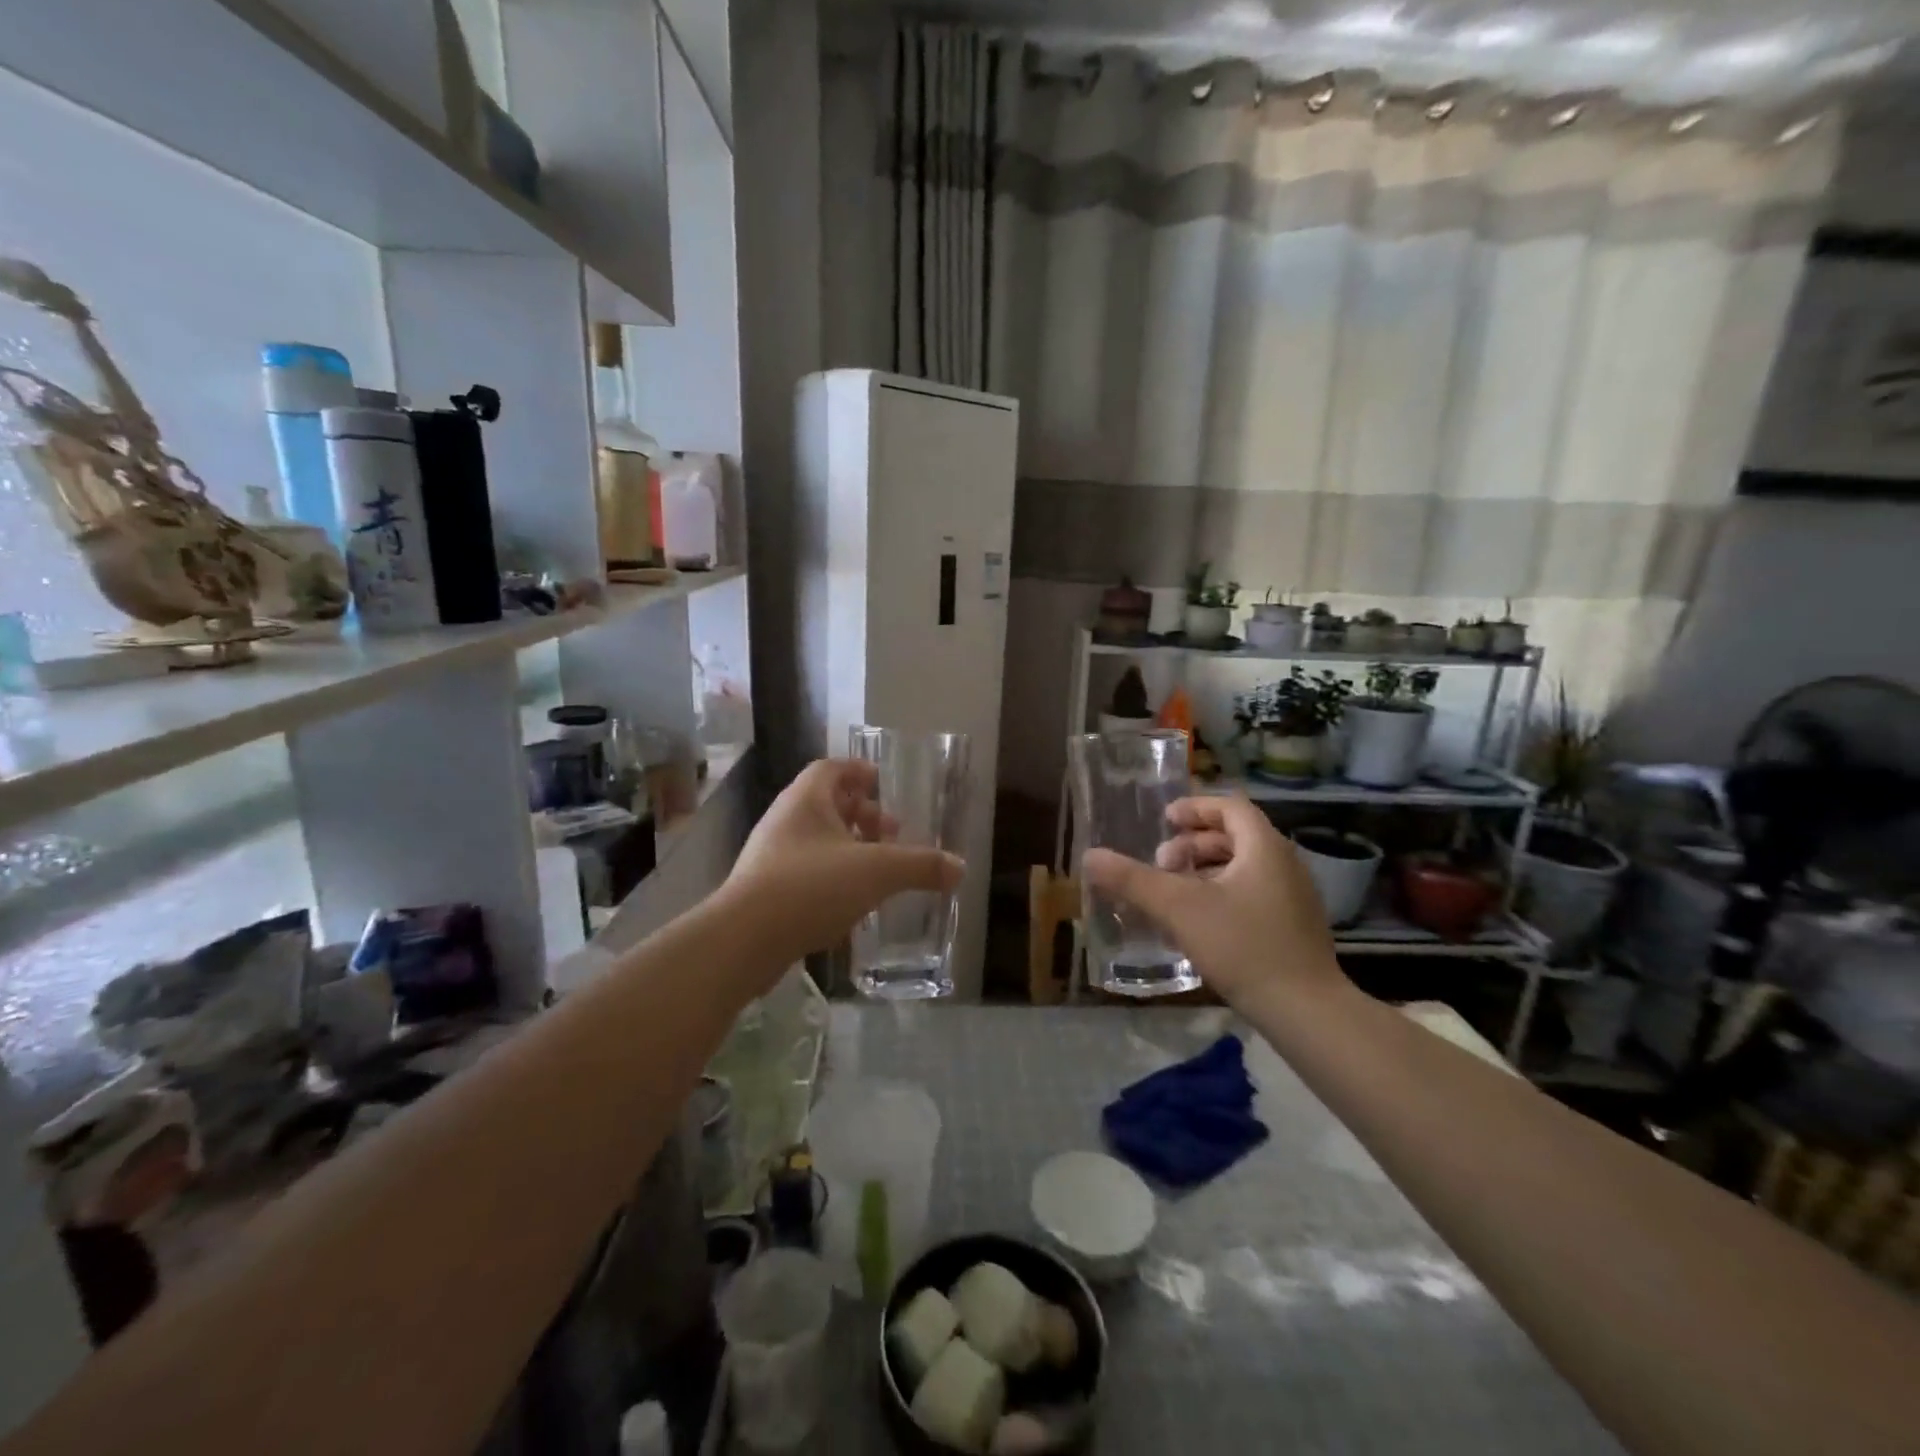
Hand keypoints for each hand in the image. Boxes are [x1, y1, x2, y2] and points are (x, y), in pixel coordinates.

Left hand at [718, 759, 963, 970]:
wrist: (744, 939)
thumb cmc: (812, 886)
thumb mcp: (878, 871)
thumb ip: (921, 866)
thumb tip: (960, 867)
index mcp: (806, 800)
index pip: (831, 768)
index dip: (857, 771)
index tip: (881, 781)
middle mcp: (784, 820)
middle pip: (825, 804)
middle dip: (861, 814)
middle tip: (891, 832)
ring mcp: (769, 856)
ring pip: (815, 839)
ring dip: (847, 847)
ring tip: (876, 869)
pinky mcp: (763, 890)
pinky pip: (803, 870)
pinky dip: (830, 876)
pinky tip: (850, 902)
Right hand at [1081, 795, 1346, 1011]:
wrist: (1306, 1011)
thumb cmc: (1242, 946)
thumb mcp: (1179, 908)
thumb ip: (1133, 880)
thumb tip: (1090, 856)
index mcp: (1264, 848)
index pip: (1230, 807)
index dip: (1195, 808)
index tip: (1165, 821)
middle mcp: (1285, 864)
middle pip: (1236, 836)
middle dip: (1193, 844)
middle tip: (1162, 864)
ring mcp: (1294, 897)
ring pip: (1244, 868)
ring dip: (1206, 871)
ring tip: (1175, 894)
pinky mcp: (1295, 928)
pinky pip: (1253, 894)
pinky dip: (1222, 894)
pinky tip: (1199, 924)